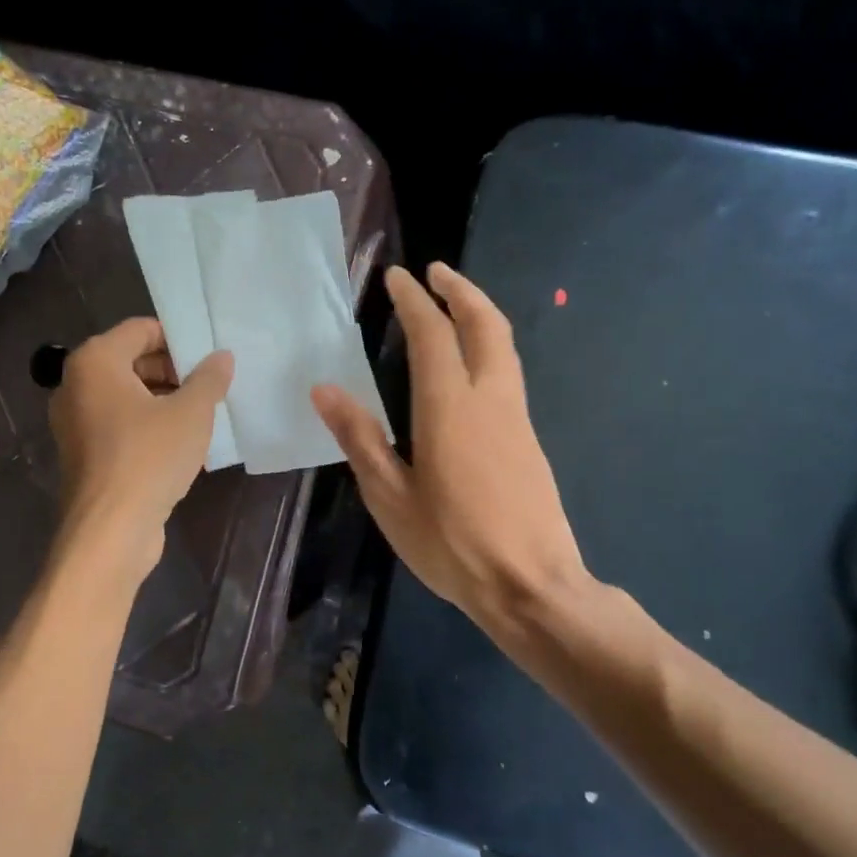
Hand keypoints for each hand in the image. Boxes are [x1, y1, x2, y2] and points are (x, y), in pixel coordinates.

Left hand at [50, 318, 232, 577]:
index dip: (178, 338)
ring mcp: (75, 422)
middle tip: (210, 386)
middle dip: (173, 370)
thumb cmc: (149, 457)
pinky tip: (181, 444)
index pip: (140, 329)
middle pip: (131, 361)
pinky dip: (147, 425)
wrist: (110, 530)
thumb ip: (209, 378)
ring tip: (201, 414)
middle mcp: (76, 385)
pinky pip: (120, 425)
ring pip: (127, 396)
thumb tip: (222, 357)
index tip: (209, 356)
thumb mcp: (190, 413)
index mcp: (95, 362)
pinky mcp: (84, 454)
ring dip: (164, 400)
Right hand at [313, 263, 590, 651]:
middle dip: (460, 290)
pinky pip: (508, 372)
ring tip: (453, 304)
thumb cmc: (451, 544)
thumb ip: (359, 438)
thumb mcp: (390, 497)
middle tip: (435, 271)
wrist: (531, 585)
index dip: (413, 301)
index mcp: (449, 407)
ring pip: (504, 345)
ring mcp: (516, 417)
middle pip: (484, 325)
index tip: (397, 276)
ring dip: (479, 314)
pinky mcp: (528, 438)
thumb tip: (325, 389)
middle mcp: (489, 399)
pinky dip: (488, 346)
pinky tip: (469, 365)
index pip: (432, 335)